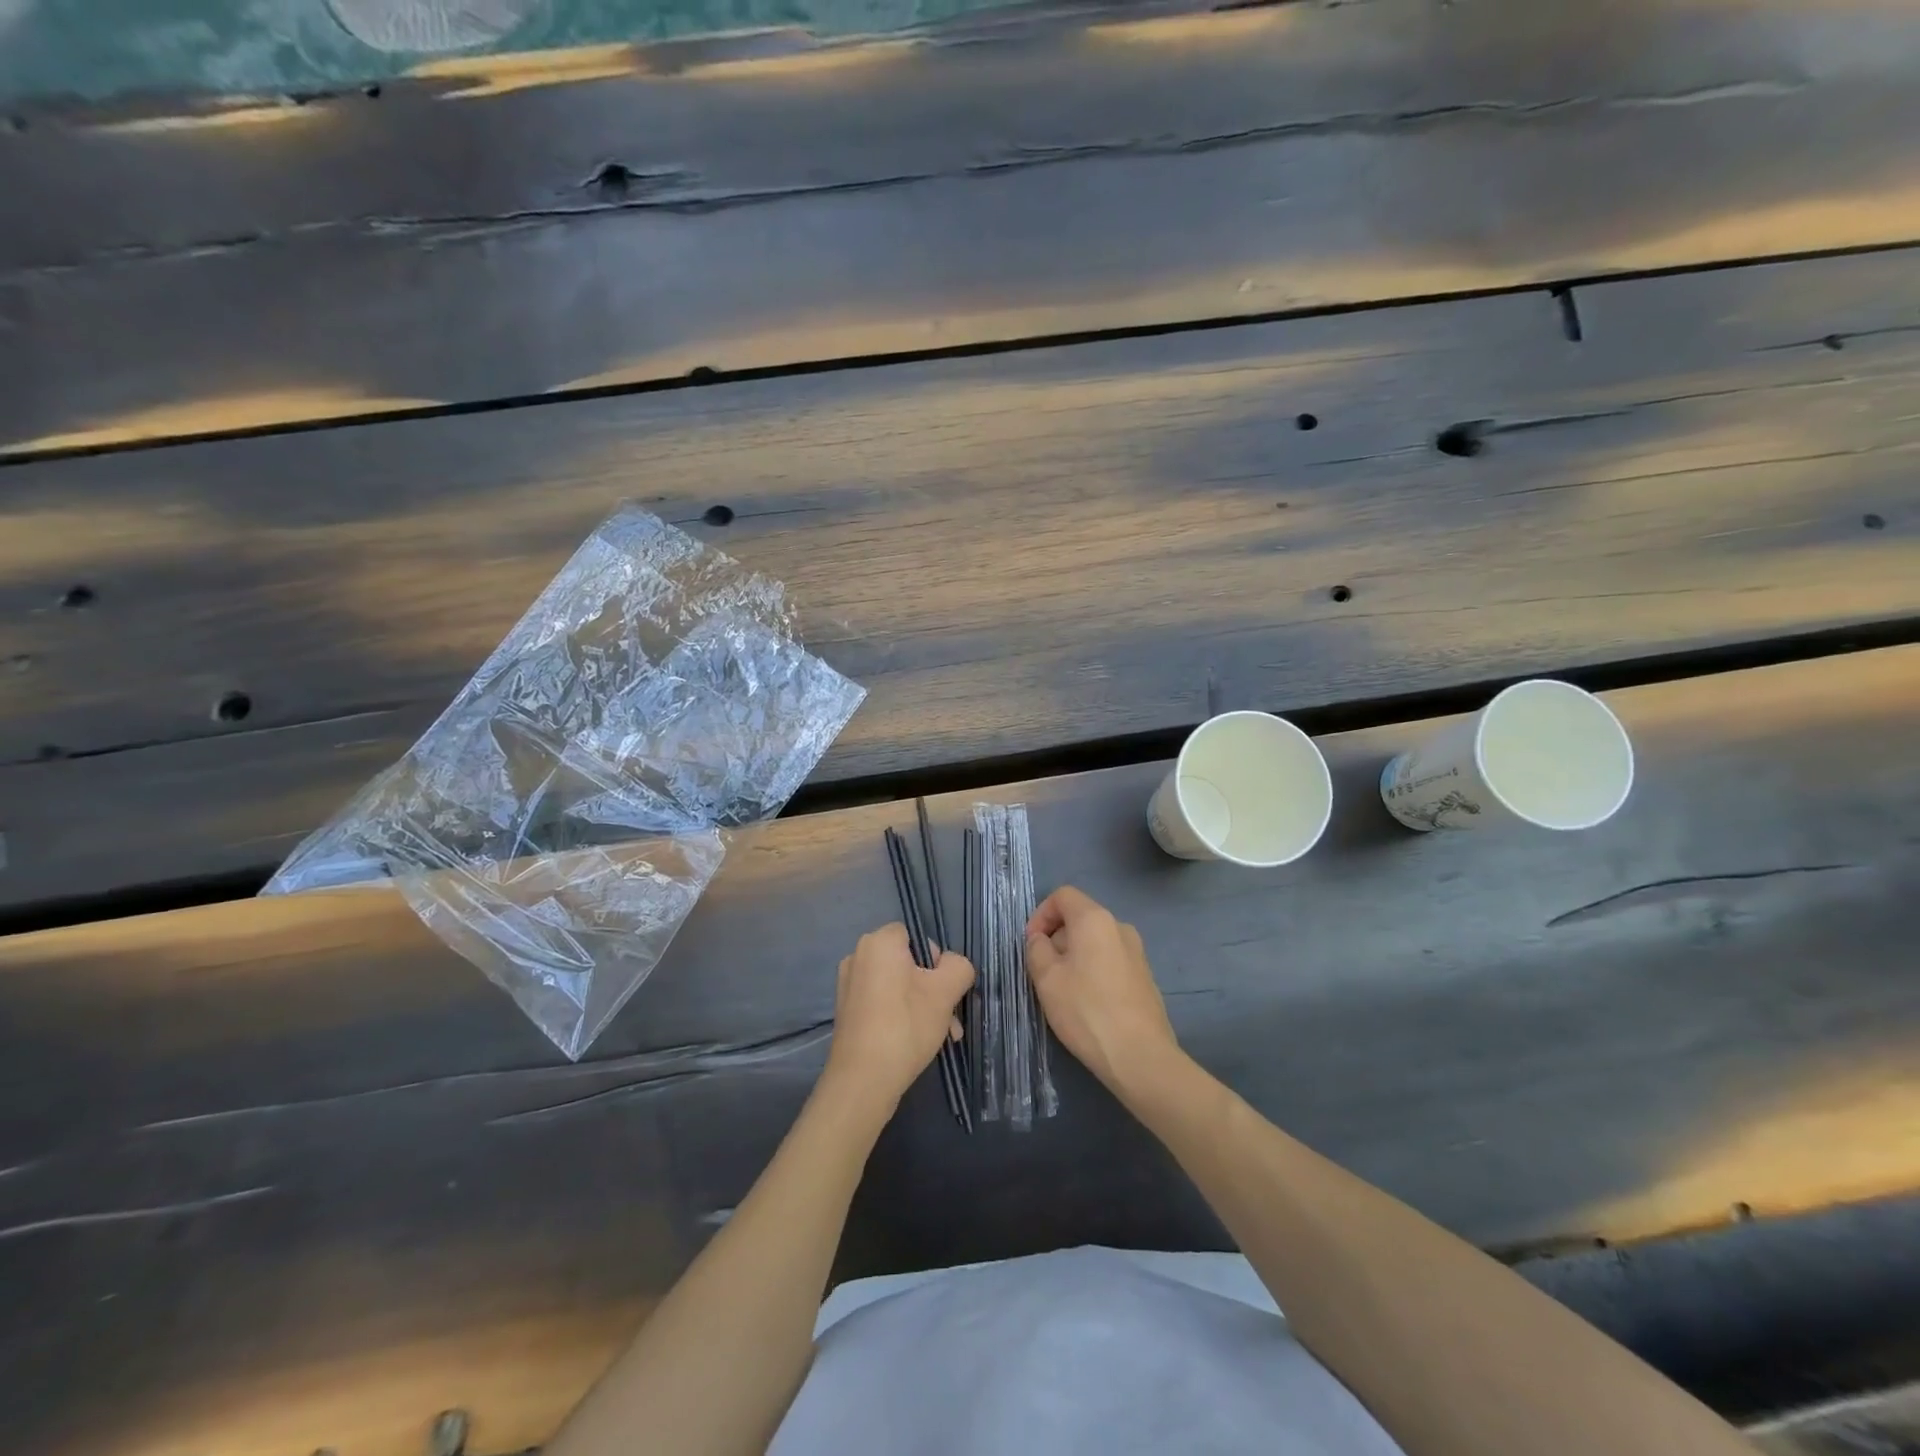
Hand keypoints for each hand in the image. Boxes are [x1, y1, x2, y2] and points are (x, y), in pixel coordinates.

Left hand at [824, 923, 973, 1109]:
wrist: (863, 1080)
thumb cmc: (906, 1025)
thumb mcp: (946, 992)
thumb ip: (959, 966)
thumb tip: (952, 965)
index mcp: (878, 942)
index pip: (916, 935)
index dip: (936, 959)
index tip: (944, 988)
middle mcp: (858, 956)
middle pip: (909, 963)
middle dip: (934, 989)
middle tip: (951, 1018)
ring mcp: (848, 984)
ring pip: (898, 986)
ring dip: (923, 1005)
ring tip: (942, 1036)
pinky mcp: (847, 1010)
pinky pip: (882, 1002)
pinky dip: (902, 1015)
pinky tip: (917, 1041)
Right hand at [1026, 886, 1179, 1097]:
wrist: (1140, 1056)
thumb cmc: (1086, 1010)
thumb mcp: (1047, 978)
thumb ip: (1037, 949)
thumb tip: (1041, 940)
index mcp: (1095, 919)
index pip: (1063, 895)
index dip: (1041, 914)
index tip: (1031, 944)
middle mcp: (1120, 926)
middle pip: (1079, 918)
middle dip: (1056, 938)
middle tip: (1042, 972)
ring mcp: (1137, 952)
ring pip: (1095, 941)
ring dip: (1074, 957)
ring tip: (1063, 991)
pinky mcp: (1145, 976)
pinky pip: (1110, 960)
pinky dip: (1093, 970)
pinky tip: (1088, 1004)